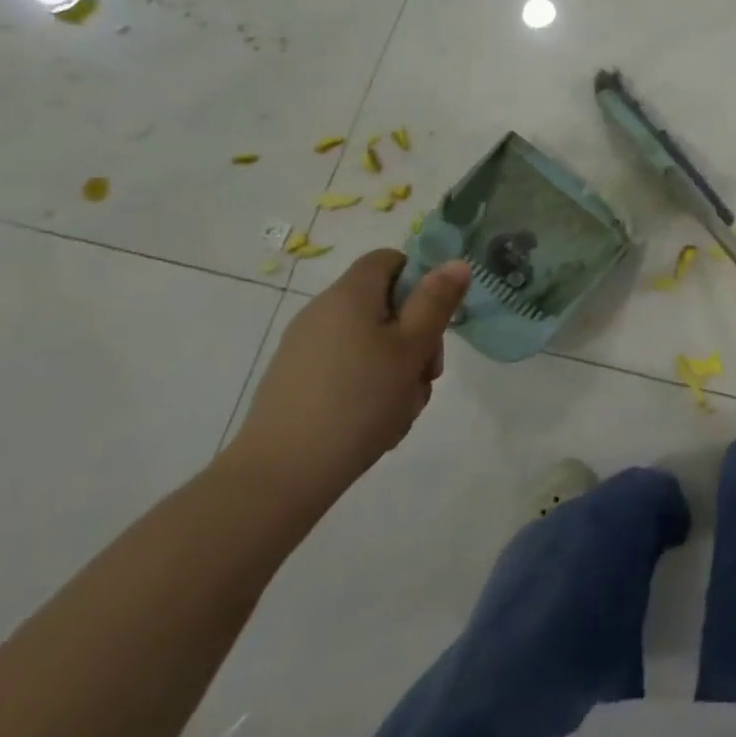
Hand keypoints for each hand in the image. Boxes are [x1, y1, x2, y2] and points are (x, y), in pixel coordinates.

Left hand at [224, 250, 469, 510]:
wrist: (279, 477)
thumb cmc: (358, 401)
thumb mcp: (411, 348)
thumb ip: (436, 302)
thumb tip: (455, 262)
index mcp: (350, 295)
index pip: (389, 259)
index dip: (420, 278)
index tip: (435, 317)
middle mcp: (322, 313)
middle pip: (385, 305)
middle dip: (416, 336)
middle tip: (427, 374)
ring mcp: (305, 350)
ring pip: (371, 343)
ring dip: (398, 368)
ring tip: (403, 408)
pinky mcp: (296, 384)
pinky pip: (348, 370)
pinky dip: (369, 387)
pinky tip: (378, 423)